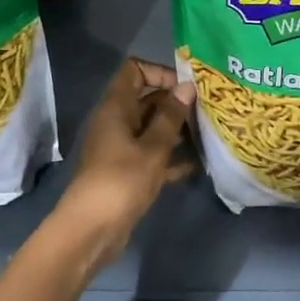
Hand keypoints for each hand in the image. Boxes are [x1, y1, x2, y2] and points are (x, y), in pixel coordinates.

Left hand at [60, 59, 195, 247]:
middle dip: (176, 103)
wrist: (91, 230)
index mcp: (116, 107)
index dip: (161, 72)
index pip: (135, 70)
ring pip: (151, 128)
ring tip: (208, 135)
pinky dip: (170, 158)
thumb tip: (187, 86)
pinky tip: (197, 164)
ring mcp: (120, 147)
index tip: (187, 88)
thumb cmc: (121, 181)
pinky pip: (151, 155)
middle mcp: (116, 121)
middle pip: (147, 99)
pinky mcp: (126, 171)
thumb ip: (171, 116)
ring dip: (177, 131)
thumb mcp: (152, 147)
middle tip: (207, 112)